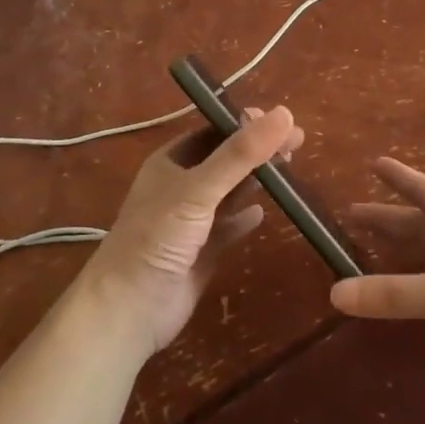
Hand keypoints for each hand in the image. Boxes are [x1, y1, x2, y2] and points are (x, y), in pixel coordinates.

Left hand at [74, 106, 302, 354]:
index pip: (213, 131)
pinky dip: (245, 218)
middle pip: (226, 160)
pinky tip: (264, 214)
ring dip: (255, 180)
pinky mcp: (201, 252)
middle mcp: (180, 187)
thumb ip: (240, 154)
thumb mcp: (199, 188)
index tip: (281, 120)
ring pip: (229, 192)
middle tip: (296, 143)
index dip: (246, 123)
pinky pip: (228, 227)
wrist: (128, 309)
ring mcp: (190, 221)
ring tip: (289, 169)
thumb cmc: (157, 238)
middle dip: (258, 150)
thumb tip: (285, 113)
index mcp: (170, 162)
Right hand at [330, 157, 424, 399]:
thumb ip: (396, 294)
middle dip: (388, 220)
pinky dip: (412, 284)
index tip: (374, 162)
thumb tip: (335, 292)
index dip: (400, 177)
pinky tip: (398, 291)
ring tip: (366, 250)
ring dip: (399, 252)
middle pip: (422, 224)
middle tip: (351, 216)